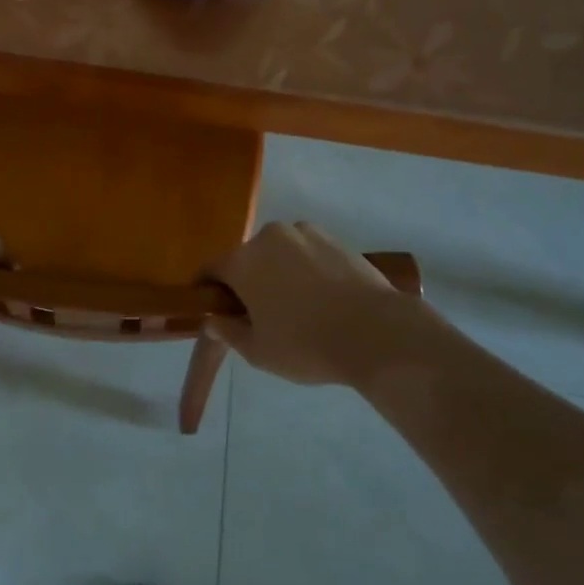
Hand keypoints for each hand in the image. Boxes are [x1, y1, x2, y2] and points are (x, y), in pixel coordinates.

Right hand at [208, 222, 421, 386]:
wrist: (375, 331)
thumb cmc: (307, 344)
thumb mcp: (259, 352)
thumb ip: (229, 332)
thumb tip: (212, 319)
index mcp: (242, 261)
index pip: (210, 270)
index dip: (207, 290)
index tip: (214, 309)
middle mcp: (268, 237)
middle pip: (246, 259)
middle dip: (248, 282)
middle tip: (261, 314)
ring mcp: (302, 232)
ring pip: (278, 252)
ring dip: (278, 271)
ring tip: (299, 305)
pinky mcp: (332, 237)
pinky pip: (306, 250)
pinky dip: (307, 267)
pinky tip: (323, 295)